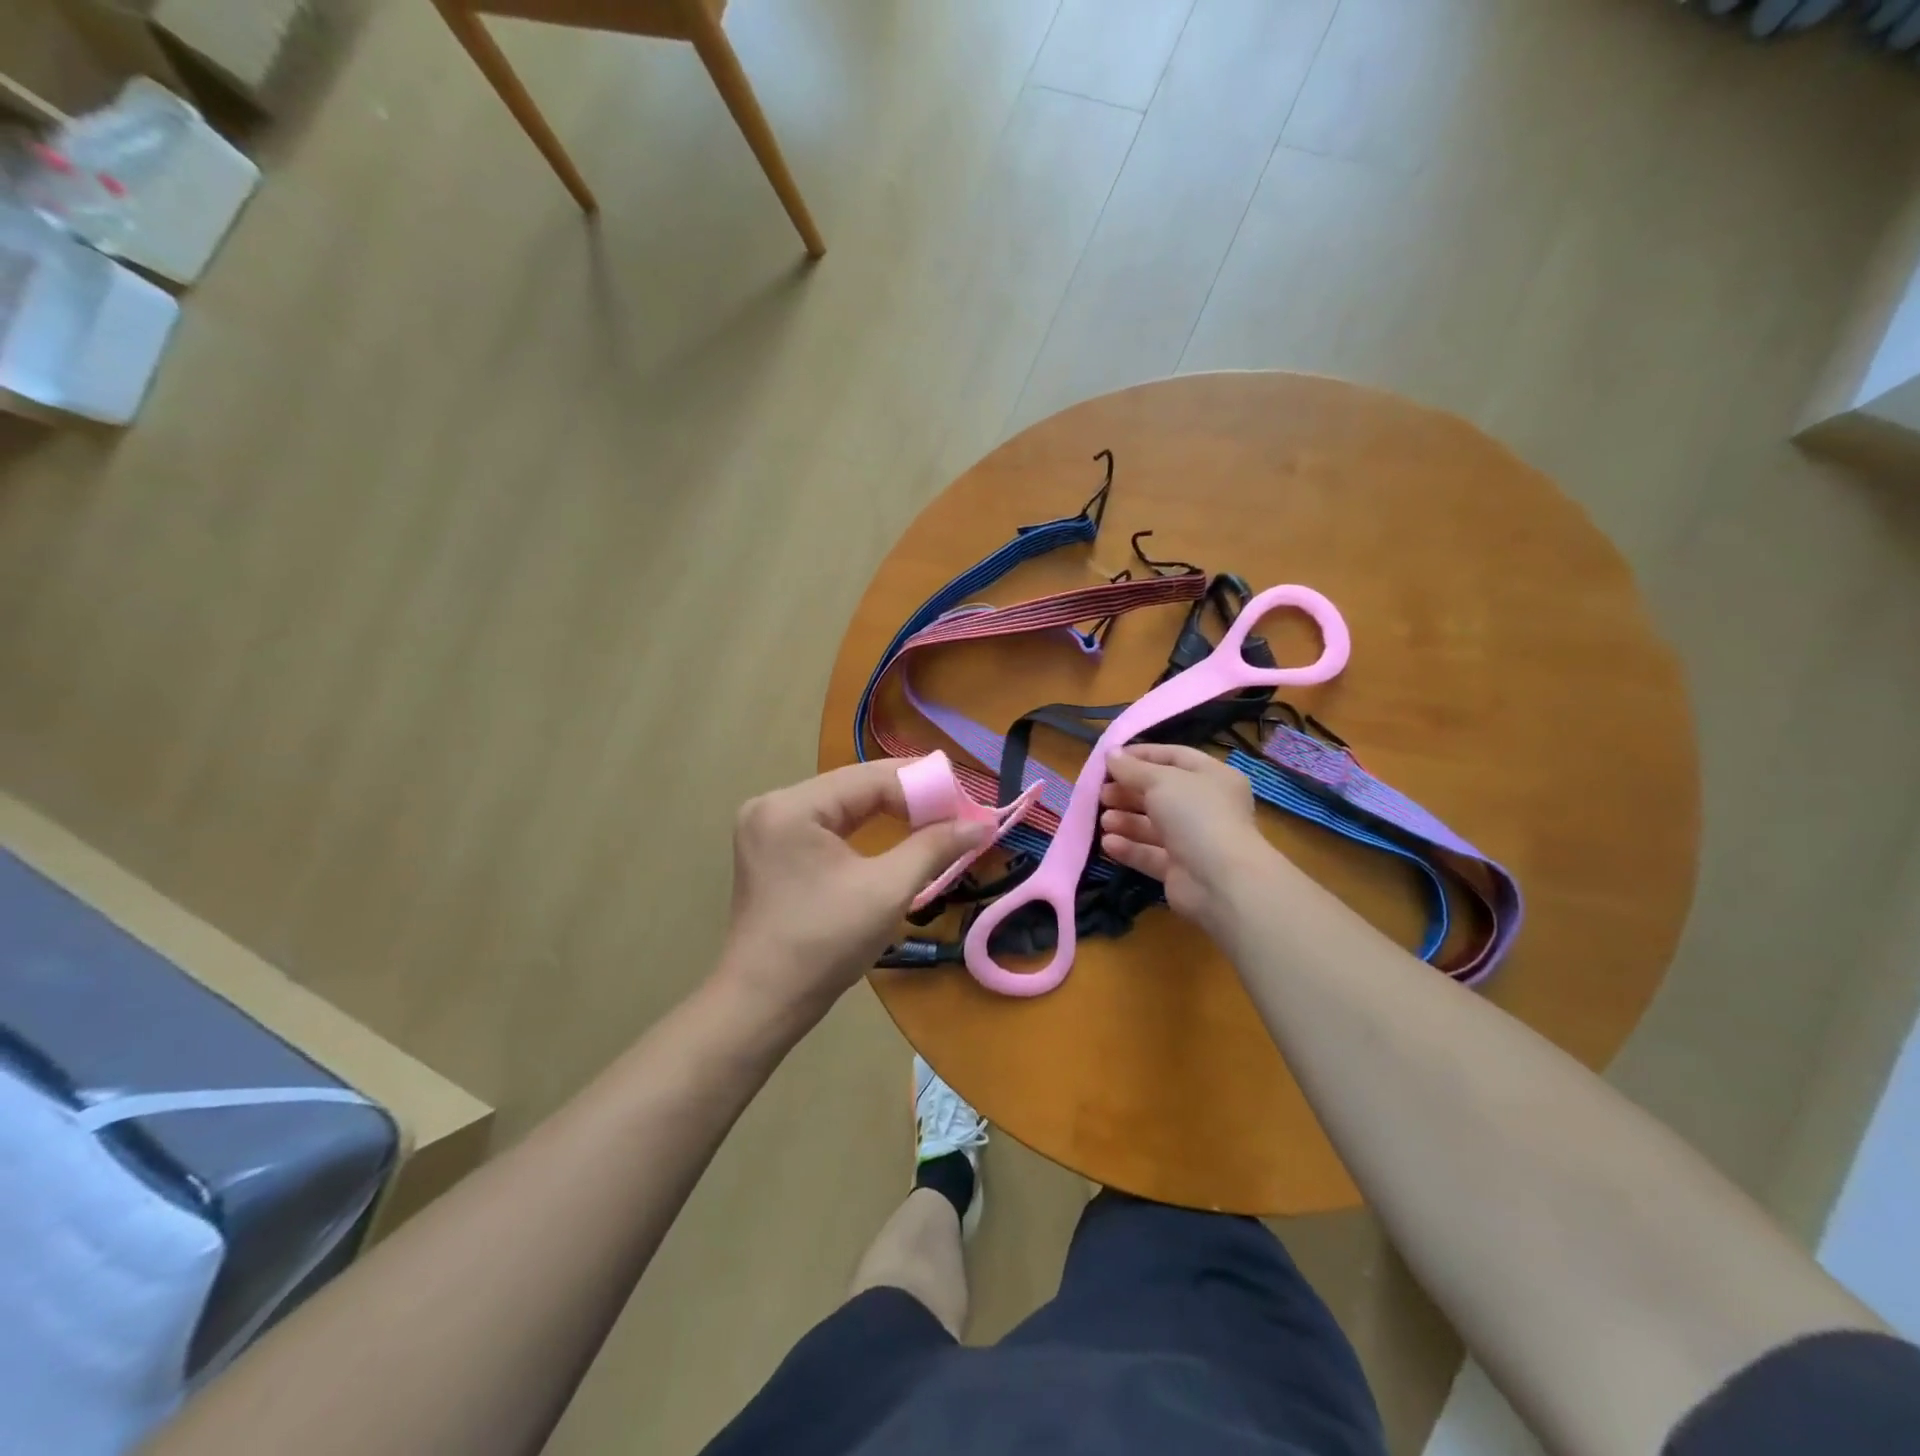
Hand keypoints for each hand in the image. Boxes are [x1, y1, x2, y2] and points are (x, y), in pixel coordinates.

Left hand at [717, 761, 988, 1025]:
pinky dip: (866, 829)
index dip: (924, 786)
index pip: (870, 778)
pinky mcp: (775, 849)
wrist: (763, 1004)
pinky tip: (897, 835)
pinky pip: (830, 825)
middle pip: (855, 787)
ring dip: (891, 812)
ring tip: (937, 822)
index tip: (968, 804)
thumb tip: (983, 824)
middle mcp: (774, 805)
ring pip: (844, 805)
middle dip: (909, 798)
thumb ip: (934, 847)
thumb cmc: (824, 946)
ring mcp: (770, 827)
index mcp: (792, 806)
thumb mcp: (887, 891)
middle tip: (958, 813)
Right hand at [1099, 743, 1275, 932]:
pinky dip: (1129, 848)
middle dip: (1128, 791)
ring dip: (1126, 820)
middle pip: (1161, 793)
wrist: (1221, 881)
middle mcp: (1206, 807)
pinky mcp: (1180, 869)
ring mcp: (1194, 840)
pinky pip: (1150, 854)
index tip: (1110, 758)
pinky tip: (1108, 843)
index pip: (1174, 757)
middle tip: (1101, 793)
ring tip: (1103, 820)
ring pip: (1153, 825)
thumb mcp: (1161, 781)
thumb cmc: (1196, 816)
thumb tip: (1110, 754)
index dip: (1142, 755)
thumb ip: (1132, 768)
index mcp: (1213, 777)